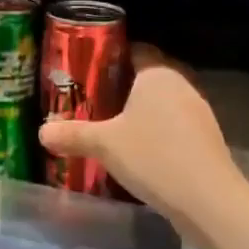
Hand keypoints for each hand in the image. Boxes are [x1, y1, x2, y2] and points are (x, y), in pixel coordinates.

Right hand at [38, 46, 243, 235]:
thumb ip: (72, 134)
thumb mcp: (104, 144)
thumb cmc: (152, 156)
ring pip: (163, 102)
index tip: (88, 70)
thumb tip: (42, 132)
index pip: (135, 50)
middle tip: (93, 100)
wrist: (207, 199)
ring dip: (141, 112)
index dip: (111, 57)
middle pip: (148, 77)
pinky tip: (139, 151)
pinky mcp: (206, 138)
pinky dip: (157, 131)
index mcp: (158, 73)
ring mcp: (198, 111)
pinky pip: (175, 125)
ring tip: (112, 127)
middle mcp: (181, 84)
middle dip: (123, 87)